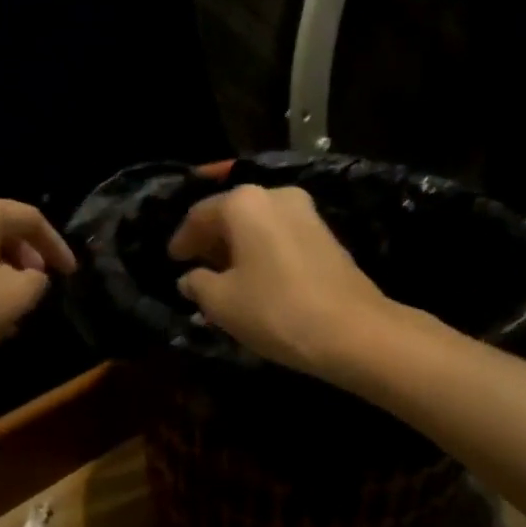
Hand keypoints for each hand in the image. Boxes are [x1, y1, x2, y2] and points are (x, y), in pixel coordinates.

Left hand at [0, 194, 76, 384]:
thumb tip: (31, 276)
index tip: (71, 273)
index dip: (57, 246)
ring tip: (21, 301)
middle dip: (29, 256)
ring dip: (6, 269)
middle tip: (44, 284)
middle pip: (3, 227)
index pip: (30, 219)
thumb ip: (38, 278)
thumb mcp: (20, 295)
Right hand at [167, 185, 394, 379]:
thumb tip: (190, 278)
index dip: (181, 240)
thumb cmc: (275, 309)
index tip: (172, 260)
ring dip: (238, 247)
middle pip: (232, 214)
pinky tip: (255, 278)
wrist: (353, 331)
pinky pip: (280, 236)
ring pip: (258, 225)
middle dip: (211, 240)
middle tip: (195, 267)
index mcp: (244, 202)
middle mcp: (276, 196)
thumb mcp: (221, 302)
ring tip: (223, 277)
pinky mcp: (326, 236)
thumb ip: (198, 284)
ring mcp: (306, 213)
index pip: (200, 214)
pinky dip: (262, 252)